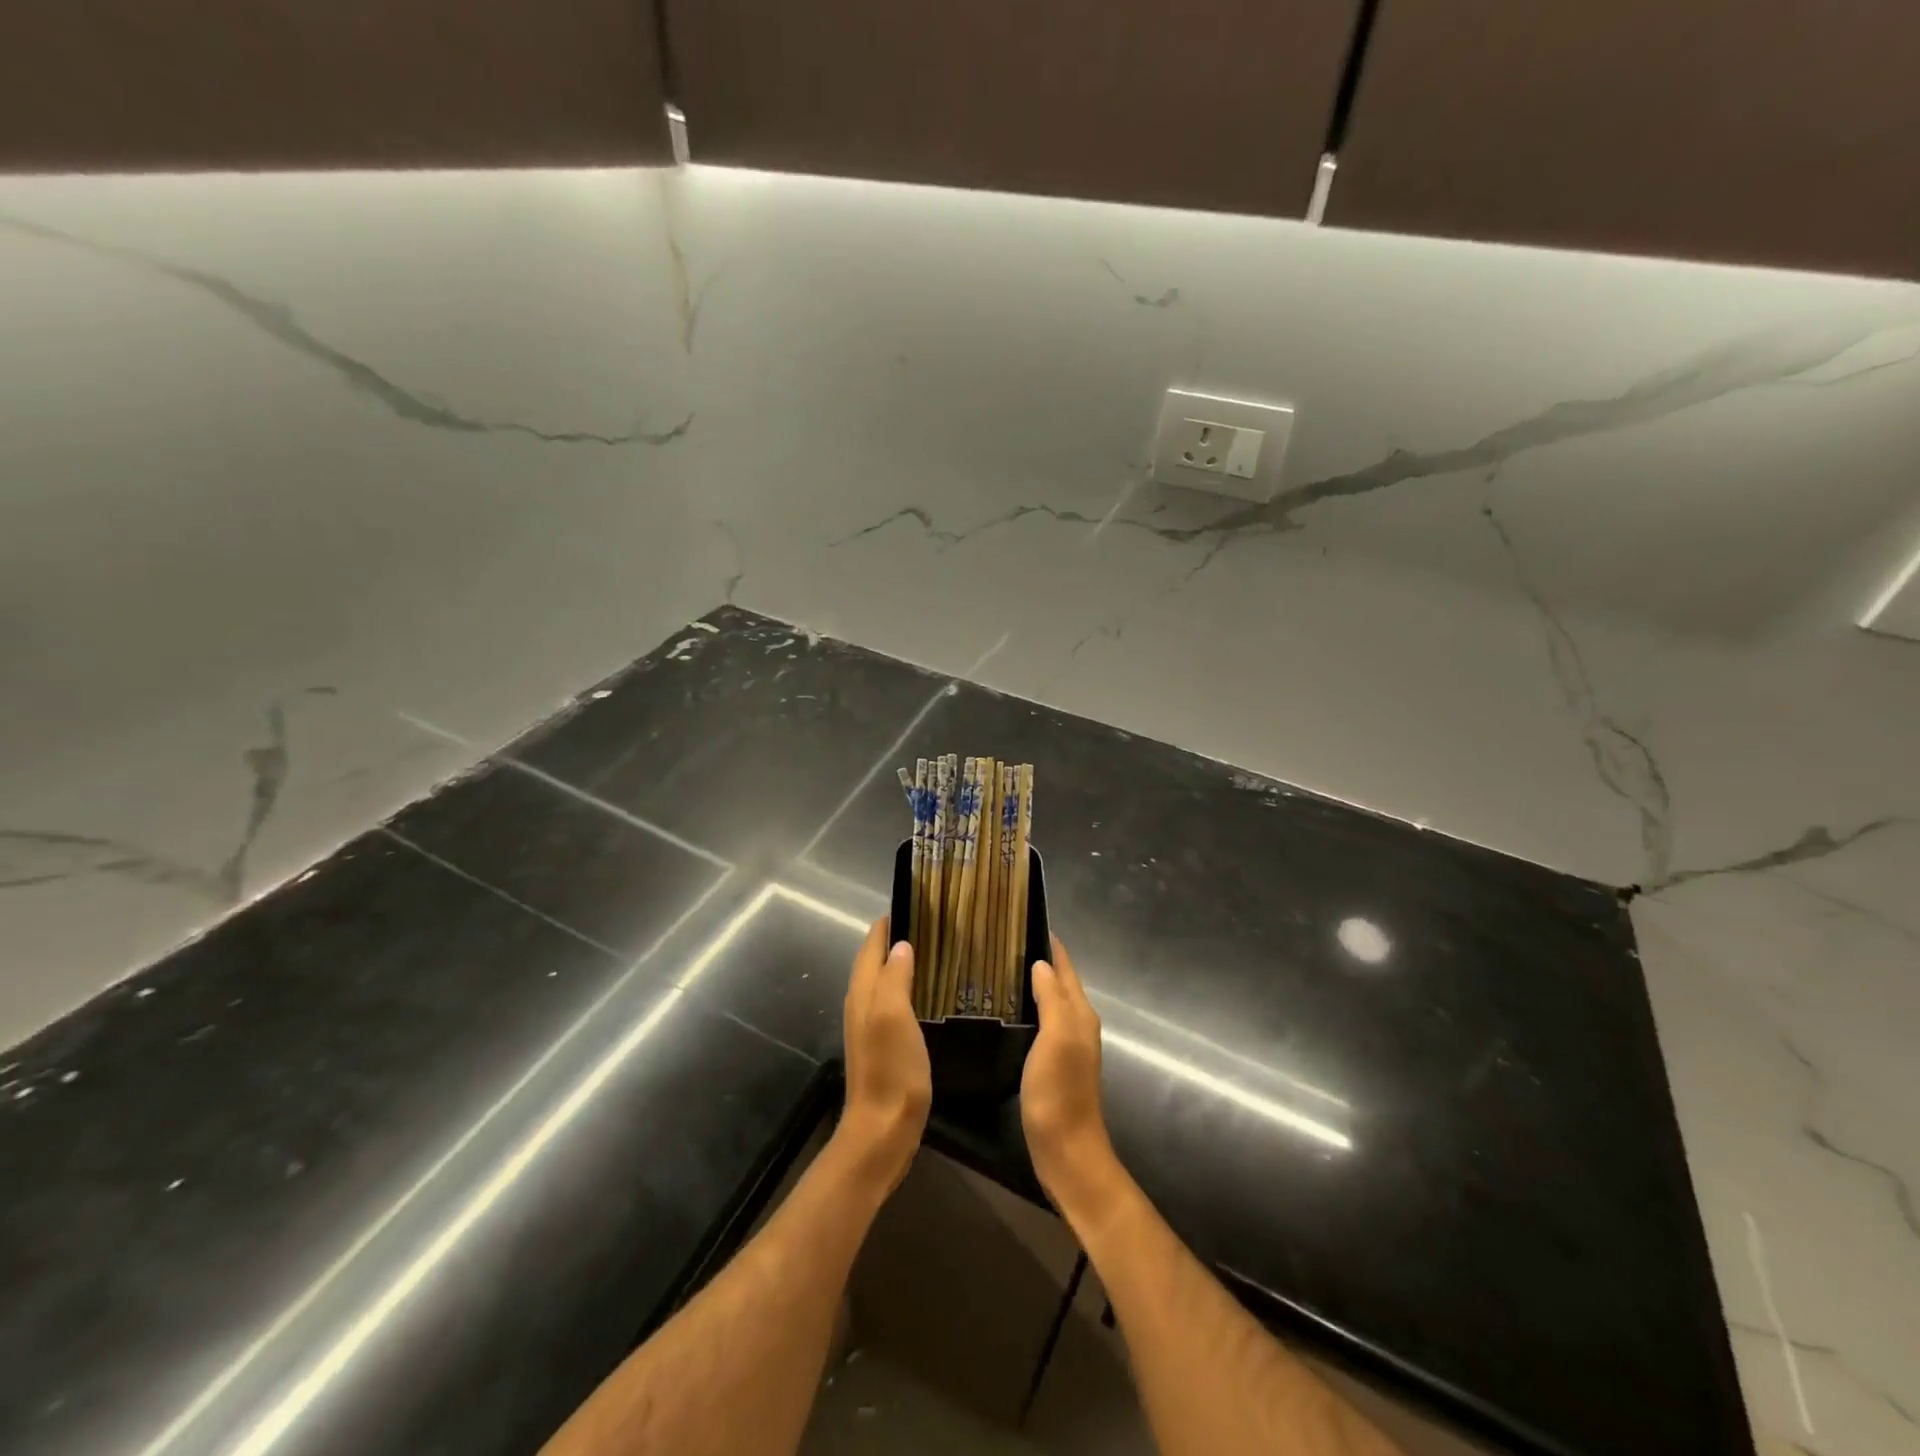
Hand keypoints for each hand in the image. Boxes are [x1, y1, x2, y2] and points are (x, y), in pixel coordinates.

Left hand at [837, 919, 931, 1190]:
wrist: (882, 1130)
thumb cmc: (891, 1070)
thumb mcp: (895, 1016)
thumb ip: (895, 977)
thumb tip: (901, 945)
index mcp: (864, 992)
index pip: (871, 945)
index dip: (888, 923)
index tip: (914, 903)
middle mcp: (862, 1004)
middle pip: (874, 961)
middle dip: (896, 939)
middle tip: (931, 923)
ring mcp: (870, 1027)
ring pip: (883, 981)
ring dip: (901, 963)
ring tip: (933, 950)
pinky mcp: (883, 1046)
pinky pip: (893, 1002)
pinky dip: (907, 987)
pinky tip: (928, 993)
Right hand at [1021, 937, 1121, 1221]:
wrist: (1066, 1150)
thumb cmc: (1060, 1091)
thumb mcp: (1056, 1038)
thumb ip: (1052, 999)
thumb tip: (1041, 964)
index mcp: (1080, 1014)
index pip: (1066, 967)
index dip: (1051, 944)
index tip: (1024, 919)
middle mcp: (1077, 1024)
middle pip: (1059, 982)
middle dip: (1039, 958)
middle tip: (1002, 939)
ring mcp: (1066, 1045)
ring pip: (1050, 1001)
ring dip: (1032, 982)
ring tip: (999, 966)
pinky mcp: (1052, 1064)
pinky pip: (1041, 1022)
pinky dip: (1027, 1007)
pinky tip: (1006, 1009)